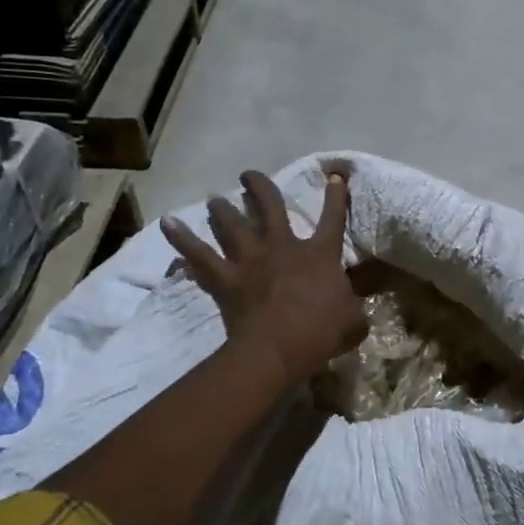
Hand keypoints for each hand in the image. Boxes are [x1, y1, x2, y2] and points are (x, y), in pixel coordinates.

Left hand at [162, 170, 366, 384]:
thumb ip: (354, 308)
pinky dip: (181, 238)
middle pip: (270, 206)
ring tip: (215, 198)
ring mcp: (250, 260)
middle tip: (249, 175)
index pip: (333, 219)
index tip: (334, 176)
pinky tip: (167, 223)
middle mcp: (282, 247)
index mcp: (319, 254)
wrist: (277, 349)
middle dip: (260, 187)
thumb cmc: (320, 333)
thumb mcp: (353, 321)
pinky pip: (198, 254)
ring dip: (222, 209)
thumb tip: (357, 310)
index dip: (335, 196)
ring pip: (232, 224)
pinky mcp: (226, 279)